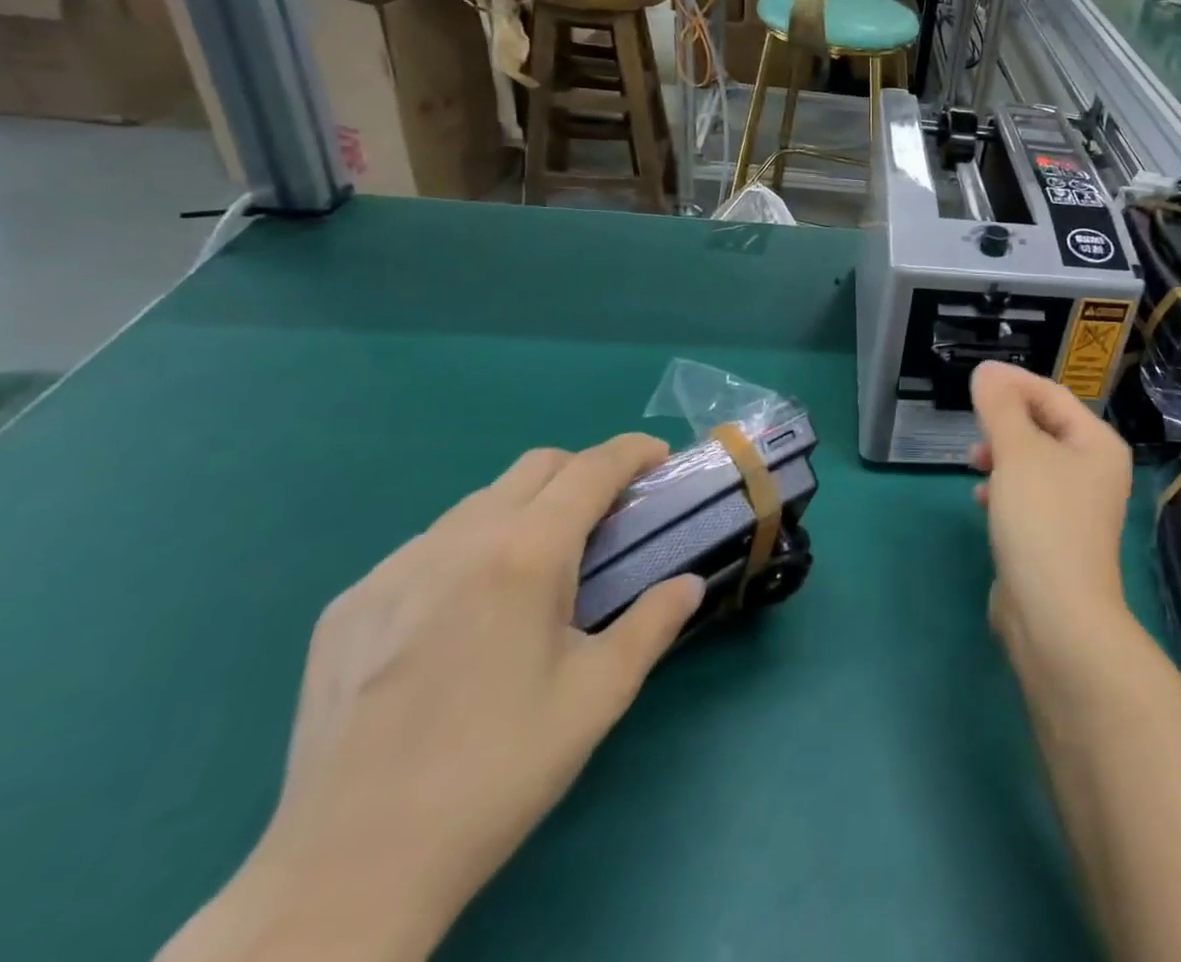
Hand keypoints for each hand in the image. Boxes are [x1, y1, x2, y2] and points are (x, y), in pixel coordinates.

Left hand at [161, 435, 704, 961]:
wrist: (349, 871)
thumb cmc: (498, 771)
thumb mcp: (599, 694)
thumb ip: (654, 623)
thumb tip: (689, 583)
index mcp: (525, 553)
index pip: (592, 468)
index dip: (634, 451)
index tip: (660, 461)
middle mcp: (457, 541)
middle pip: (536, 466)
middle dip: (584, 472)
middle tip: (608, 518)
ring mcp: (392, 570)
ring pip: (478, 501)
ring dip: (526, 507)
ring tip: (537, 568)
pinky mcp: (347, 607)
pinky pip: (425, 546)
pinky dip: (468, 548)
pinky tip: (466, 612)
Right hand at [969, 361, 1134, 657]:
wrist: (1056, 615)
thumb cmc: (1042, 519)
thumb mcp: (1018, 452)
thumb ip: (1000, 407)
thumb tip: (987, 371)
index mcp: (1097, 444)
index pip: (1053, 395)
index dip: (1013, 383)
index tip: (976, 378)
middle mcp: (1095, 471)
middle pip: (1044, 427)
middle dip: (1006, 422)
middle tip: (974, 425)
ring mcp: (1078, 507)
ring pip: (1033, 463)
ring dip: (1002, 455)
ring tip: (974, 462)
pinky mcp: (1057, 536)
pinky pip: (1028, 496)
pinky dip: (1005, 489)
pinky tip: (982, 500)